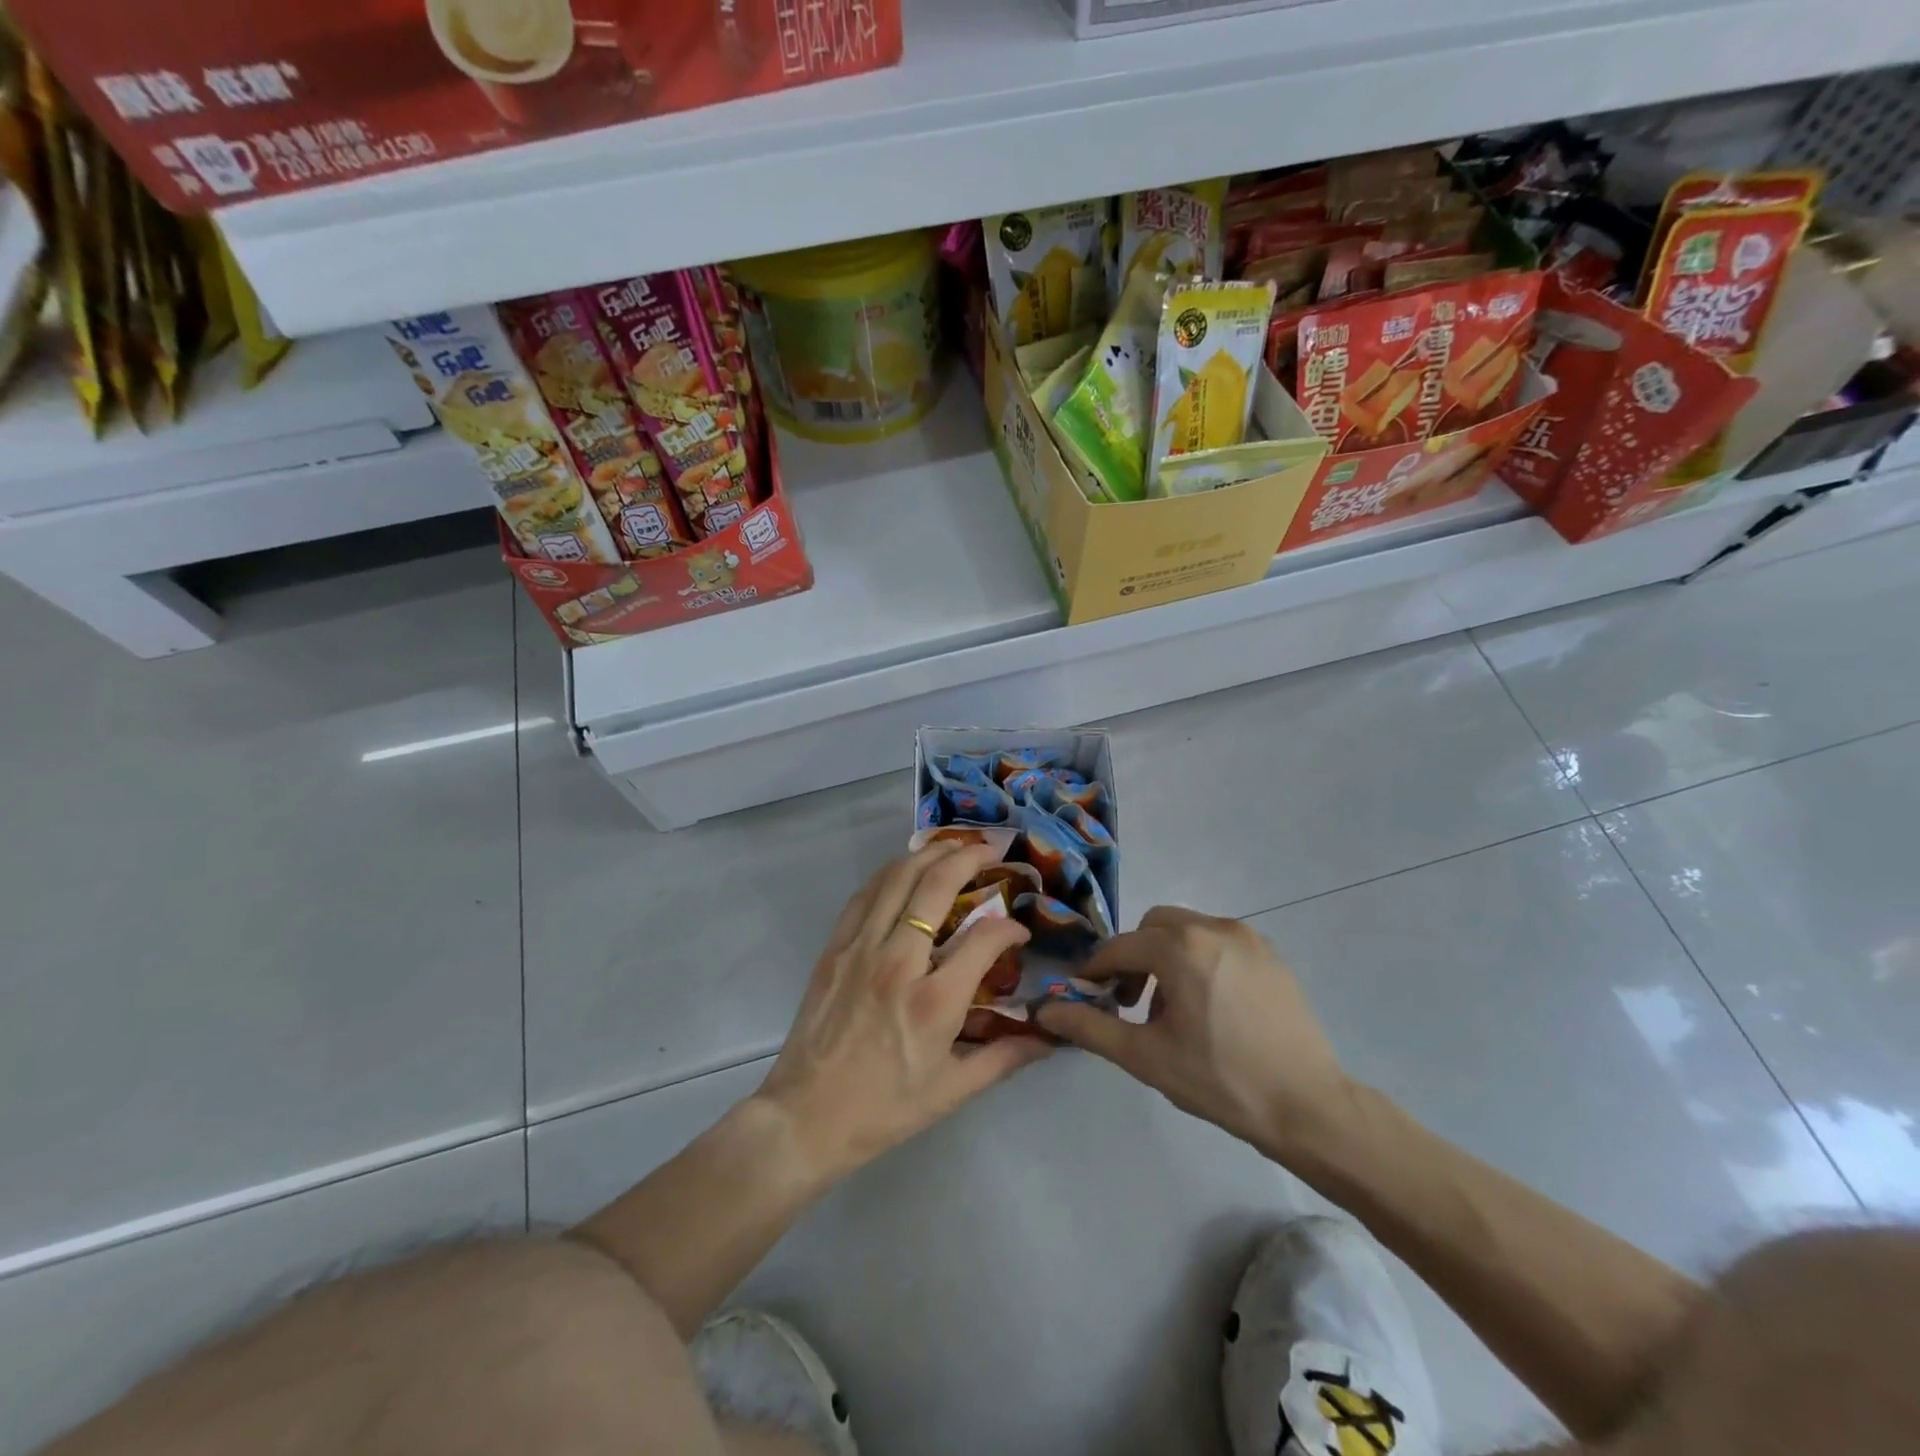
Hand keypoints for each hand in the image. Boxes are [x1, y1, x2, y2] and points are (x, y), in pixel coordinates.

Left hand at [756, 841, 1050, 1181]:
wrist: (806, 1117)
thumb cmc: (884, 1109)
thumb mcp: (953, 1091)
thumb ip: (1004, 1057)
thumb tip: (1049, 1038)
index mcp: (934, 1001)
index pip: (985, 938)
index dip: (1009, 927)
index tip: (1018, 931)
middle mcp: (898, 962)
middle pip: (936, 886)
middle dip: (969, 858)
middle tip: (991, 851)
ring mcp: (861, 949)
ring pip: (897, 878)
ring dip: (929, 854)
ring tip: (953, 847)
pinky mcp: (835, 948)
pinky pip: (865, 895)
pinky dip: (890, 873)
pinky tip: (905, 870)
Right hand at [1033, 906, 1355, 1158]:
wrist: (1309, 1107)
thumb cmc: (1220, 1081)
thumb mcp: (1145, 1057)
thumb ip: (1089, 1027)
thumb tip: (1044, 1011)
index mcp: (1181, 947)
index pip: (1121, 947)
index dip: (1096, 971)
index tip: (1086, 996)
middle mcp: (1214, 928)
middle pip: (1154, 927)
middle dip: (1135, 958)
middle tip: (1131, 1003)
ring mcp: (1248, 938)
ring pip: (1188, 931)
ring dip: (1167, 958)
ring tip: (1172, 1010)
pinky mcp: (1271, 956)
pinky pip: (1219, 942)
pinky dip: (1199, 960)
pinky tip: (1208, 1007)